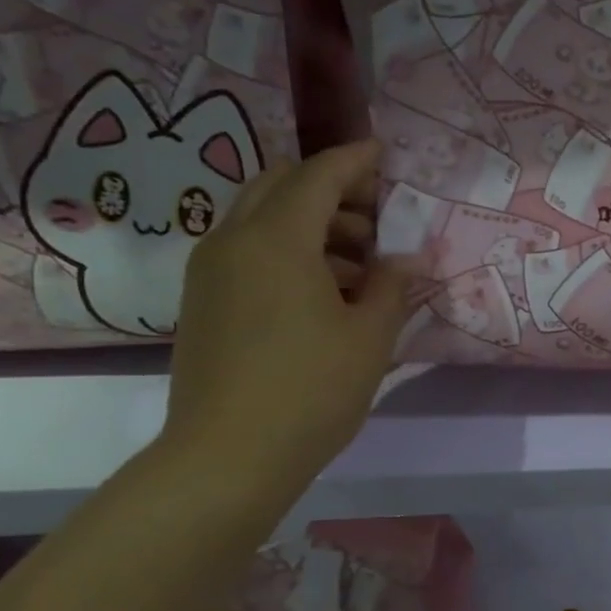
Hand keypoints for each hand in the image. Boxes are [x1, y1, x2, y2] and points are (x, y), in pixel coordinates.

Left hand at [163, 140, 419, 486]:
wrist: (227, 456)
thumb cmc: (311, 390)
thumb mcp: (370, 336)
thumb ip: (392, 287)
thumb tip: (407, 260)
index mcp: (276, 241)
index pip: (318, 176)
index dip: (354, 161)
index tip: (384, 154)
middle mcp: (233, 242)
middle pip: (280, 186)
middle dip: (330, 189)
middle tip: (375, 218)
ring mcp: (211, 273)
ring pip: (261, 219)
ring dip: (310, 223)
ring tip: (359, 265)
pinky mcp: (203, 302)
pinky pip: (247, 251)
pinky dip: (287, 250)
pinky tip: (324, 292)